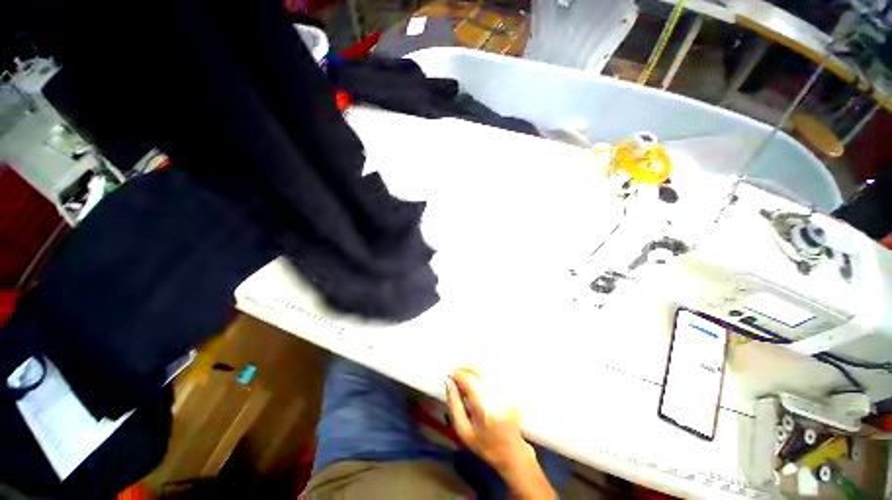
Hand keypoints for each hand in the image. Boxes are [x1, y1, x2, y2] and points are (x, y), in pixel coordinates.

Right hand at [445, 367, 555, 498]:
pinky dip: (483, 372)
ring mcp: (506, 391)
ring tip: (465, 375)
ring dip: (473, 368)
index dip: (457, 374)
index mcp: (484, 408)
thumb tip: (449, 383)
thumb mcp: (463, 431)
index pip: (469, 380)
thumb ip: (454, 405)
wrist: (512, 452)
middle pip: (479, 369)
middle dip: (465, 368)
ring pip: (487, 369)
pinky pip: (494, 373)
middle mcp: (497, 395)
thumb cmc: (485, 445)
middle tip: (456, 373)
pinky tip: (477, 378)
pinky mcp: (511, 389)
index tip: (450, 376)